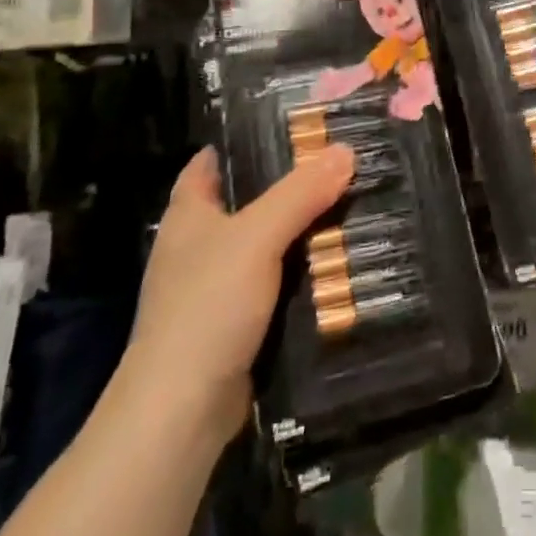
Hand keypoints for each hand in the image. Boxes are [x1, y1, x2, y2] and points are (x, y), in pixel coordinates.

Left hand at [125, 144, 354, 445]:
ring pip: (267, 245)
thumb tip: (345, 149)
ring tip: (353, 206)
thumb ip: (300, 192)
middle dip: (290, 185)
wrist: (182, 409)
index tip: (292, 126)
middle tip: (341, 165)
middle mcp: (197, 246)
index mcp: (188, 215)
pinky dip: (303, 275)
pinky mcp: (236, 323)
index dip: (243, 142)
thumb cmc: (208, 306)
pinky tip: (340, 265)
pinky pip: (276, 285)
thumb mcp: (258, 237)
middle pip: (247, 202)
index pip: (209, 163)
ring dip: (302, 232)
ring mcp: (215, 288)